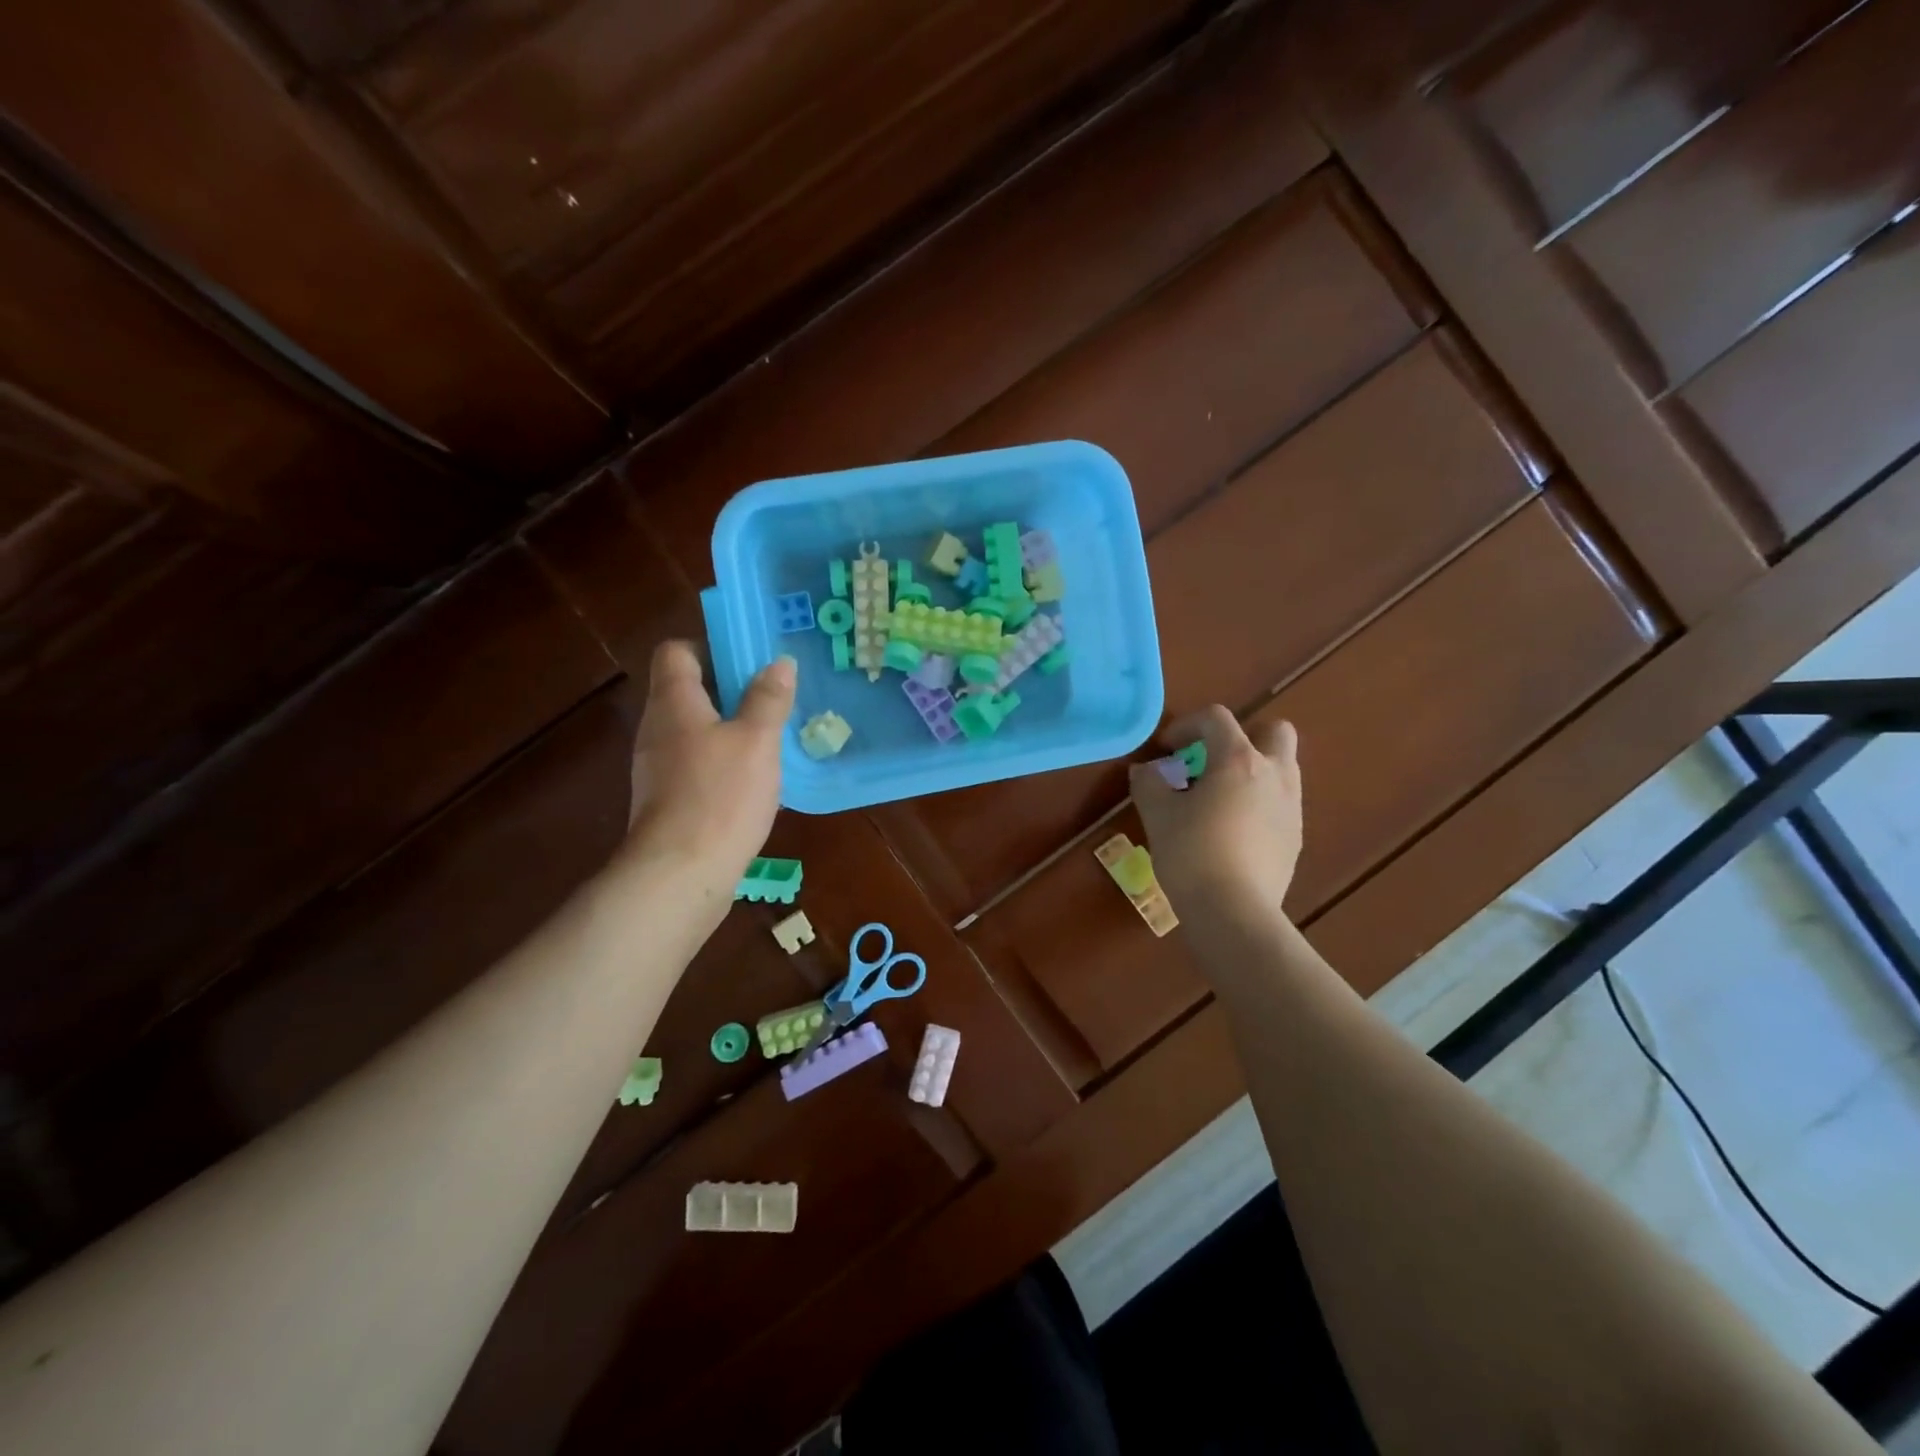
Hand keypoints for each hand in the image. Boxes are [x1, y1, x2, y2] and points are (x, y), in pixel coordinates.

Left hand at [622, 641, 795, 905]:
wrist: (680, 875)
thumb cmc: (720, 796)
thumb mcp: (757, 741)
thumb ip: (768, 699)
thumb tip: (779, 663)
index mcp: (674, 703)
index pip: (676, 651)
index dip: (710, 647)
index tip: (749, 660)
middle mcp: (657, 729)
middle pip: (687, 691)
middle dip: (729, 689)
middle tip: (772, 697)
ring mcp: (657, 768)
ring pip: (694, 731)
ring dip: (729, 728)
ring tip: (770, 737)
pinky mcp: (667, 801)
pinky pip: (695, 765)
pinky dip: (722, 762)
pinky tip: (753, 781)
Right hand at [1128, 706, 1303, 923]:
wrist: (1234, 912)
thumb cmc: (1191, 853)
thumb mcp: (1157, 814)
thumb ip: (1149, 783)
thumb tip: (1146, 771)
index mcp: (1239, 760)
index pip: (1217, 718)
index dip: (1186, 725)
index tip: (1166, 750)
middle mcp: (1274, 774)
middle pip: (1273, 731)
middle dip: (1243, 738)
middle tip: (1211, 763)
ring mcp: (1291, 807)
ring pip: (1281, 769)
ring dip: (1251, 771)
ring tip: (1218, 800)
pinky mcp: (1295, 838)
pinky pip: (1279, 804)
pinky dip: (1258, 804)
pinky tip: (1231, 833)